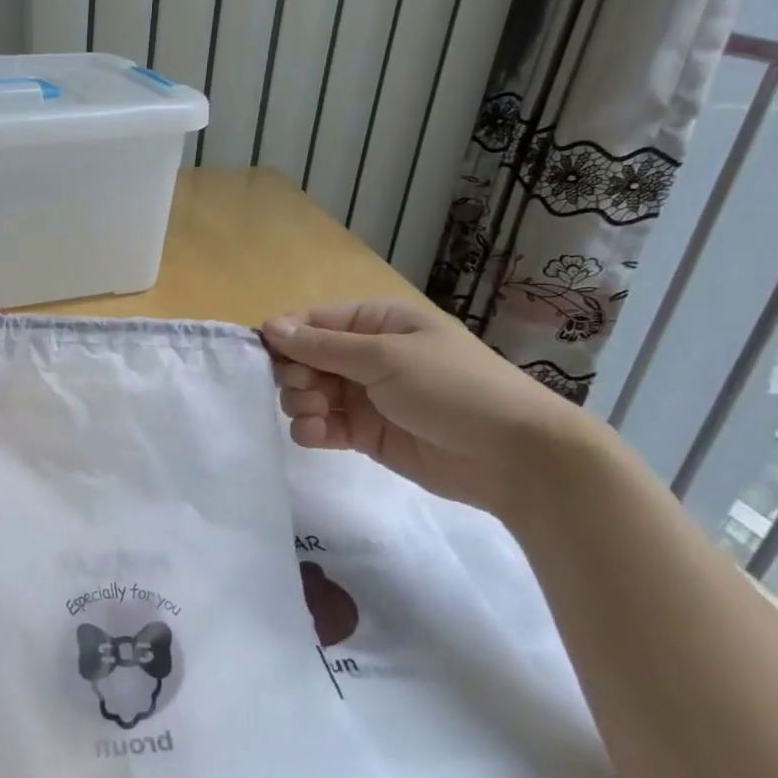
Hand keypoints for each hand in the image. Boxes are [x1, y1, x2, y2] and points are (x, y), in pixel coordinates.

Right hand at [263, 298, 600, 517]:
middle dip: (295, 374)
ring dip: (300, 403)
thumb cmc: (452, 388)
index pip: (313, 321)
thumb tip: (269, 326)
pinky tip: (318, 436)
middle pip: (304, 358)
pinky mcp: (364, 434)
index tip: (265, 356)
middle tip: (308, 389)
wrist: (512, 456)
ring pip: (308, 393)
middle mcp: (366, 355)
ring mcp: (365, 396)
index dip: (285, 336)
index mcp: (377, 322)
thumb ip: (323, 345)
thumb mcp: (386, 357)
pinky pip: (321, 426)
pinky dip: (311, 430)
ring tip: (317, 415)